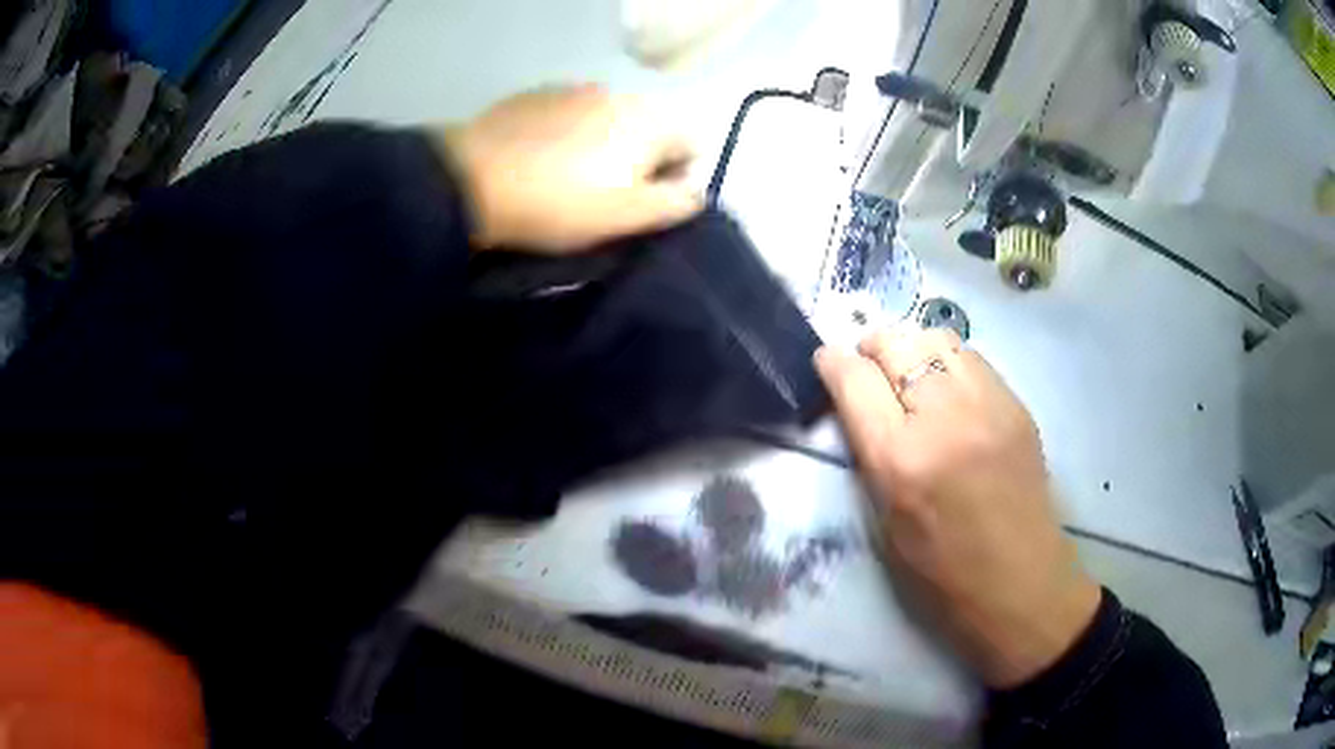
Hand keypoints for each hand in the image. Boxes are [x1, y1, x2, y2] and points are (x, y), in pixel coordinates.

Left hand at [434, 84, 702, 252]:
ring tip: (567, 180)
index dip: (678, 177)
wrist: (468, 181)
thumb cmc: (556, 204)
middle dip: (640, 161)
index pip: (693, 143)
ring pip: (608, 120)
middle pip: (649, 129)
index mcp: (649, 120)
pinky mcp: (534, 95)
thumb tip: (697, 191)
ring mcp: (573, 88)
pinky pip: (569, 115)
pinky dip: (567, 135)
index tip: (645, 206)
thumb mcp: (624, 216)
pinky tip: (539, 161)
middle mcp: (618, 93)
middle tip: (605, 198)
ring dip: (603, 146)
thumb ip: (674, 203)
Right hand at [815, 327, 1101, 688]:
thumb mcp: (885, 519)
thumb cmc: (941, 569)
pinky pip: (971, 357)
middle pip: (896, 343)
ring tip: (909, 370)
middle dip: (871, 346)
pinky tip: (947, 388)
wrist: (1019, 578)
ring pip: (937, 336)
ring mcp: (988, 404)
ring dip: (912, 346)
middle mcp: (945, 417)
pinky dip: (948, 361)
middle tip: (867, 363)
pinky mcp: (1017, 403)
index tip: (826, 361)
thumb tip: (858, 403)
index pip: (855, 380)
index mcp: (901, 459)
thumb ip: (870, 453)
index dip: (832, 362)